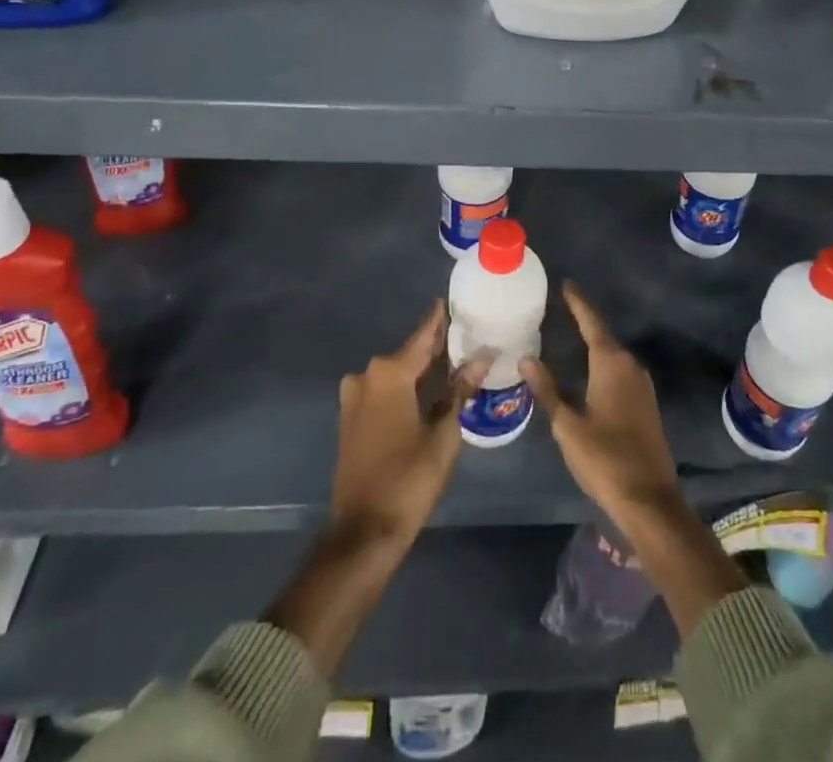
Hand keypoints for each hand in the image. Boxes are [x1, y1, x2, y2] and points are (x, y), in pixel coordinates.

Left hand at [330, 299, 487, 545]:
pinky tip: (426, 392)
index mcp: (389, 374)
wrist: (363, 532)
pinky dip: (404, 388)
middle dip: (434, 348)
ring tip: (451, 365)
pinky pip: (382, 392)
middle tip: (463, 338)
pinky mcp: (350, 420)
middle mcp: (367, 377)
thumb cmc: (409, 478)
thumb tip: (481, 358)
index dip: (438, 320)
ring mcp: (354, 399)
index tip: (450, 300)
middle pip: (407, 354)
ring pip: (394, 374)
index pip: (422, 337)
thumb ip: (459, 391)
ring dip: (419, 370)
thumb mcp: (444, 434)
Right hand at [521, 284, 680, 527]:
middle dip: (583, 320)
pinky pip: (620, 371)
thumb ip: (547, 389)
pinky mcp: (646, 403)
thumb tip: (527, 358)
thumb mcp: (568, 425)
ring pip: (613, 354)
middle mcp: (629, 365)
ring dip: (593, 342)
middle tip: (560, 308)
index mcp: (610, 363)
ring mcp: (642, 385)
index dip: (578, 302)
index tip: (566, 283)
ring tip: (569, 333)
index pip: (591, 321)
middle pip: (603, 335)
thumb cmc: (604, 459)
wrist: (650, 500)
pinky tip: (588, 369)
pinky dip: (602, 362)